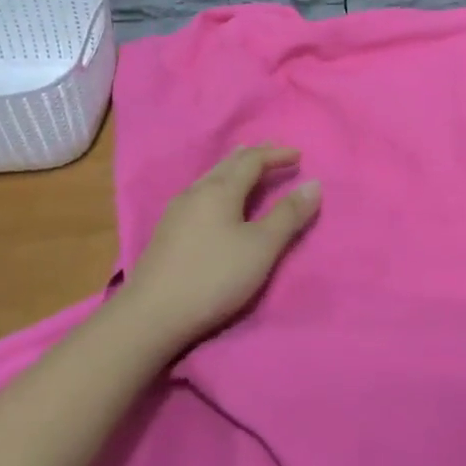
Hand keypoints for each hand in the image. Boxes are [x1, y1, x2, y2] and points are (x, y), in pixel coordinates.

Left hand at [117, 145, 319, 348]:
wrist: (152, 314)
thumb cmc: (214, 276)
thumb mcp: (262, 247)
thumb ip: (289, 215)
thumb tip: (314, 183)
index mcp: (220, 190)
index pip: (252, 160)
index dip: (276, 155)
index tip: (298, 156)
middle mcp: (196, 192)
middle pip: (227, 164)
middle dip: (253, 156)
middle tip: (272, 151)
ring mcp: (176, 211)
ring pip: (210, 178)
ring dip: (232, 169)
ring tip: (244, 167)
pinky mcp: (167, 232)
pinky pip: (199, 195)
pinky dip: (218, 187)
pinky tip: (215, 202)